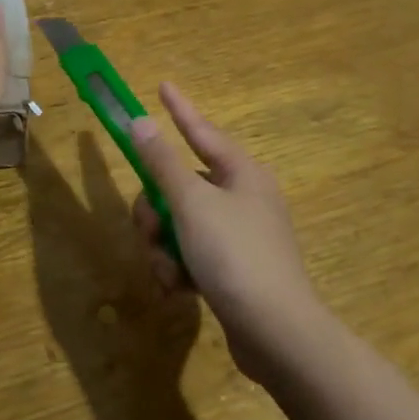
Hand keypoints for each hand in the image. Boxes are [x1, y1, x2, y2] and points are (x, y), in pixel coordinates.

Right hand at [129, 82, 321, 380]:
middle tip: (151, 229)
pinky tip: (178, 291)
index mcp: (241, 174)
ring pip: (180, 224)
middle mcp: (243, 198)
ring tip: (169, 272)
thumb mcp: (192, 204)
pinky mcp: (234, 270)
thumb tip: (141, 122)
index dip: (178, 108)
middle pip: (180, 186)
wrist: (277, 334)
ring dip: (163, 246)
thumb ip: (162, 162)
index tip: (162, 85)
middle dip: (157, 210)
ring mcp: (240, 236)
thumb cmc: (235, 255)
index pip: (201, 131)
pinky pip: (192, 254)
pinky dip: (179, 268)